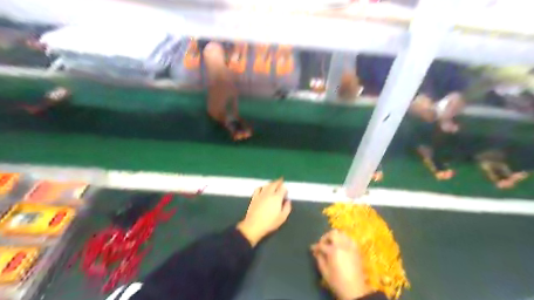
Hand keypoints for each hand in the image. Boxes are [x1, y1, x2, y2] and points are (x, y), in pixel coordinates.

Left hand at [235, 178, 289, 245]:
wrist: (253, 226)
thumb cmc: (270, 223)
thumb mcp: (282, 218)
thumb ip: (287, 208)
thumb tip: (288, 200)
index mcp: (277, 197)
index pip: (283, 188)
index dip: (285, 189)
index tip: (286, 193)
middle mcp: (269, 193)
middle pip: (275, 184)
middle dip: (279, 182)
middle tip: (281, 182)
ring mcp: (260, 194)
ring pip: (267, 184)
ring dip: (271, 183)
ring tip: (274, 185)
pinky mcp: (254, 197)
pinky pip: (259, 188)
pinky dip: (262, 187)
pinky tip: (263, 189)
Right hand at [314, 230, 371, 299]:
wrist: (355, 290)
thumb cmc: (337, 281)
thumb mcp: (324, 272)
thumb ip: (319, 259)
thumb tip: (316, 251)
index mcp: (334, 251)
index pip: (322, 244)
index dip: (316, 246)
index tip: (312, 248)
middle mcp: (343, 245)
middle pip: (333, 233)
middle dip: (326, 237)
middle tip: (322, 244)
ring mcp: (351, 246)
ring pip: (342, 234)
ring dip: (335, 237)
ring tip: (332, 244)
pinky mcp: (357, 250)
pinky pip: (349, 239)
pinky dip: (344, 240)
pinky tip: (341, 247)